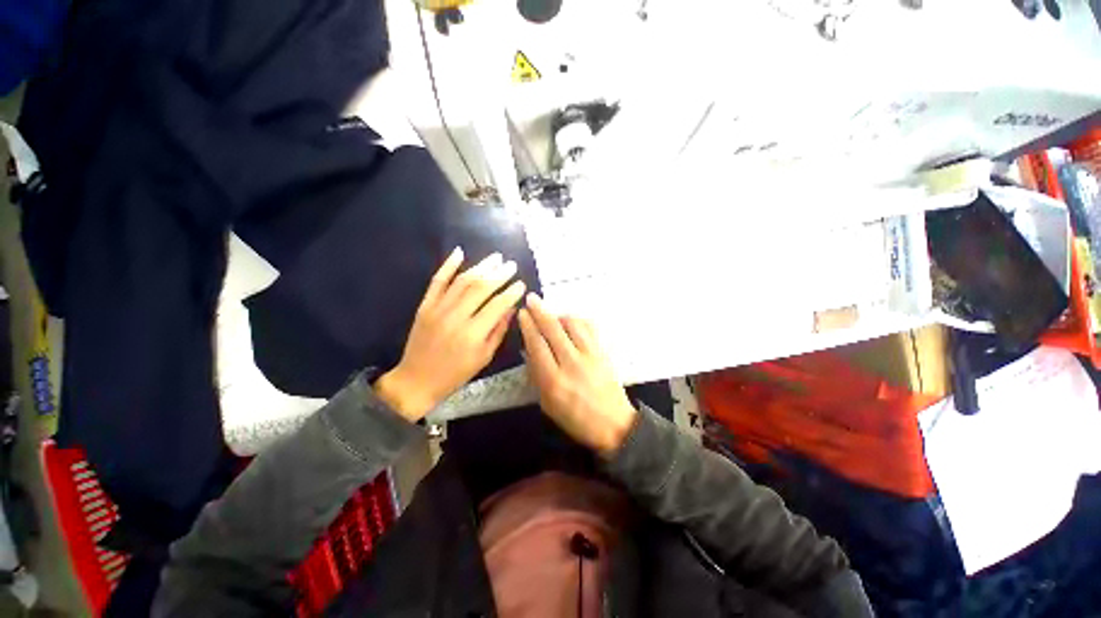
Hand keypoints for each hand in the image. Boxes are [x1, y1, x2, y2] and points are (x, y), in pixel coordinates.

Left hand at [376, 248, 525, 420]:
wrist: (417, 379)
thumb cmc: (456, 373)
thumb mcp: (484, 357)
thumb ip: (499, 330)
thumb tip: (511, 308)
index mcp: (473, 334)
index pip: (497, 305)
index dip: (511, 292)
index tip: (521, 284)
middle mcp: (456, 317)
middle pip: (481, 288)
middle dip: (499, 274)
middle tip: (511, 265)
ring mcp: (438, 309)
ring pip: (462, 281)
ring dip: (480, 266)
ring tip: (495, 258)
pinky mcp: (425, 305)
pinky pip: (437, 281)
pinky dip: (448, 266)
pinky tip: (459, 252)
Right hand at [517, 293, 636, 456]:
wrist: (613, 425)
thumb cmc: (575, 419)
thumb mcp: (547, 404)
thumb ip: (536, 375)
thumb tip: (529, 350)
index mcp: (554, 381)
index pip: (537, 345)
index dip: (528, 326)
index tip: (522, 313)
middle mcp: (572, 364)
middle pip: (553, 330)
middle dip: (540, 311)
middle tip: (531, 299)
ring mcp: (590, 356)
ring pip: (573, 324)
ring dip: (559, 314)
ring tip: (552, 313)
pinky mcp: (603, 352)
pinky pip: (590, 328)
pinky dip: (579, 320)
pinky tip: (572, 321)